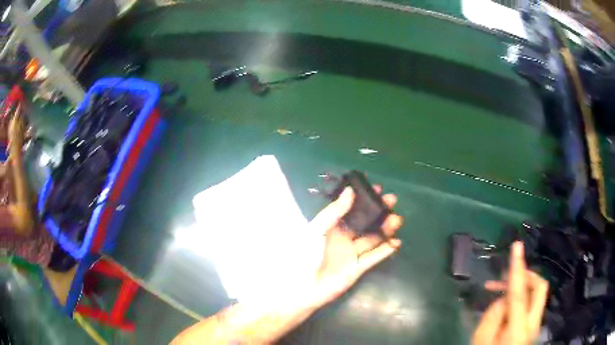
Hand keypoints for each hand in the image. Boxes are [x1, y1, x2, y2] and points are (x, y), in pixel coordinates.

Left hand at [309, 186, 402, 305]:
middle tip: (392, 200)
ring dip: (385, 228)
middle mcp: (344, 238)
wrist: (304, 288)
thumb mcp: (317, 229)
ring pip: (373, 238)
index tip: (377, 189)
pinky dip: (386, 249)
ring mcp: (352, 253)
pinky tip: (397, 242)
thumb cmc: (306, 255)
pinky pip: (375, 256)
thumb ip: (334, 211)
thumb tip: (350, 190)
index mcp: (332, 227)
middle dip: (378, 211)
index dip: (363, 199)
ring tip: (397, 219)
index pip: (351, 209)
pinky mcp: (358, 268)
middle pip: (365, 222)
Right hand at [473, 242, 548, 344]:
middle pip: (539, 287)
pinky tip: (504, 310)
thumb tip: (502, 299)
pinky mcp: (534, 325)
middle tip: (508, 276)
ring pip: (536, 294)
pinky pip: (531, 304)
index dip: (518, 268)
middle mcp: (533, 323)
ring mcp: (536, 324)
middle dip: (526, 274)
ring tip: (498, 293)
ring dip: (520, 289)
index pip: (520, 293)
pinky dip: (520, 300)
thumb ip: (491, 318)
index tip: (517, 246)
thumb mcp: (482, 343)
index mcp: (518, 329)